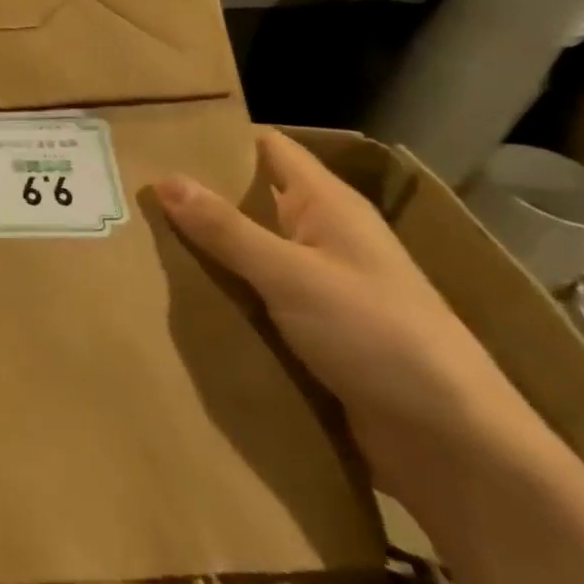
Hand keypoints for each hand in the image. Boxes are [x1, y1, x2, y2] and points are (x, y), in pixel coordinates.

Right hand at [154, 129, 546, 498]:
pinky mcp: (310, 330)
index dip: (214, 135)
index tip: (154, 132)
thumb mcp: (292, 275)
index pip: (264, 146)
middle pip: (247, 198)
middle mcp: (320, 234)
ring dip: (201, 246)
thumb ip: (225, 228)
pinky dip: (219, 290)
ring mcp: (317, 285)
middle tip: (127, 186)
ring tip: (133, 234)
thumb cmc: (379, 338)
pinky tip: (170, 292)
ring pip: (245, 250)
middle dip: (193, 194)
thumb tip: (162, 178)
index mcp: (326, 204)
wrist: (457, 451)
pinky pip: (253, 295)